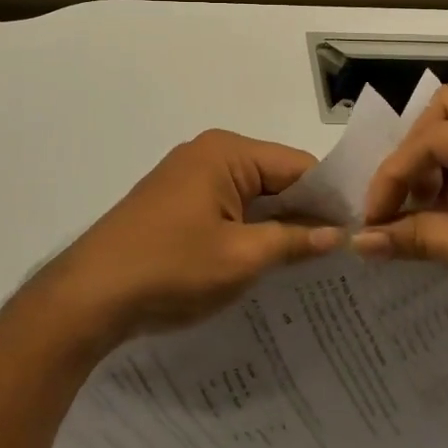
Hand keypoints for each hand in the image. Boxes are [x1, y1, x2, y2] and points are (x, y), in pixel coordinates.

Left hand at [44, 130, 339, 345]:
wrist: (88, 295)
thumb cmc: (170, 268)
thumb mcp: (242, 258)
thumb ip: (295, 241)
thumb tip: (339, 235)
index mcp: (226, 152)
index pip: (298, 165)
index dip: (330, 199)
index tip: (359, 233)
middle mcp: (208, 153)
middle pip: (275, 177)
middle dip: (305, 212)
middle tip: (343, 253)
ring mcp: (187, 178)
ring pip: (251, 196)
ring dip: (277, 225)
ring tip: (313, 262)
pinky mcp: (175, 203)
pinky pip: (227, 208)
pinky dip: (249, 230)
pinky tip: (268, 261)